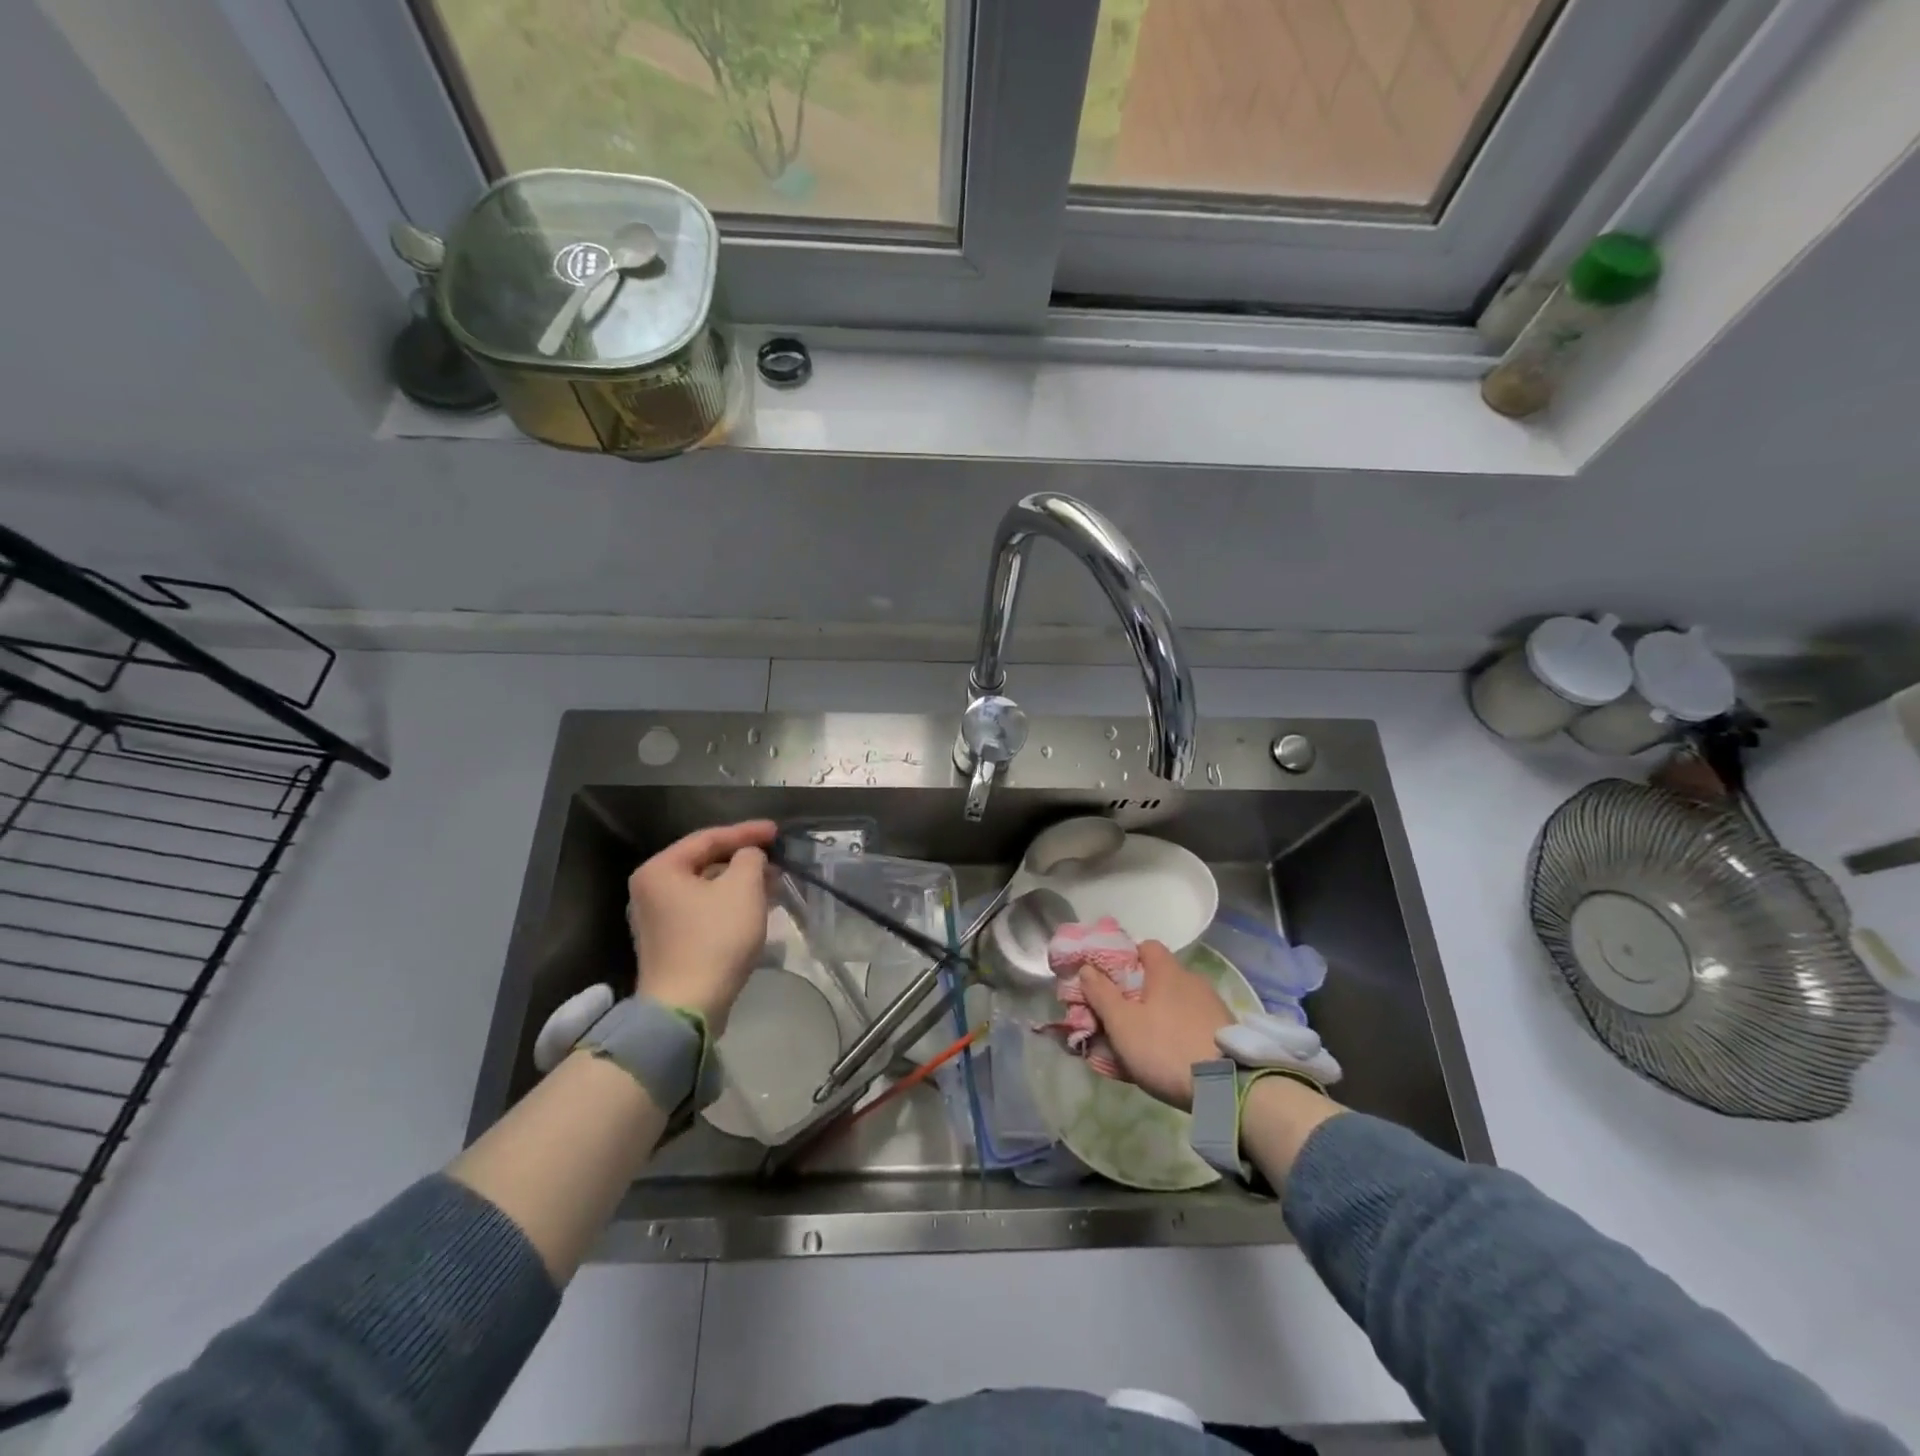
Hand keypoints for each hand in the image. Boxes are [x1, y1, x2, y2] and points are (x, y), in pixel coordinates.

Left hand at [627, 821, 775, 1031]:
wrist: (687, 1007)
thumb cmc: (714, 938)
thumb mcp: (742, 887)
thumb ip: (750, 858)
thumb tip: (749, 857)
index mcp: (660, 870)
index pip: (708, 838)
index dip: (746, 832)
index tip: (777, 832)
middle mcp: (650, 890)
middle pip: (705, 863)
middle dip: (744, 860)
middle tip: (776, 859)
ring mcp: (657, 920)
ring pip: (706, 889)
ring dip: (740, 884)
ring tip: (773, 884)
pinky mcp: (669, 944)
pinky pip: (703, 911)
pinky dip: (729, 905)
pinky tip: (756, 909)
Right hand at [1076, 940, 1233, 1110]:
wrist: (1227, 1087)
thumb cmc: (1165, 1047)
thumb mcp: (1122, 1024)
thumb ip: (1101, 994)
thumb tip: (1087, 968)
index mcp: (1167, 971)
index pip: (1146, 947)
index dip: (1127, 959)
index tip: (1111, 980)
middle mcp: (1193, 980)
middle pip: (1160, 977)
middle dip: (1140, 993)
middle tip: (1122, 1017)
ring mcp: (1213, 1006)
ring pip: (1177, 1002)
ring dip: (1160, 1015)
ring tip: (1145, 1042)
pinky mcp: (1226, 1032)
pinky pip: (1193, 1023)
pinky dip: (1179, 1032)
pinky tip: (1171, 1055)